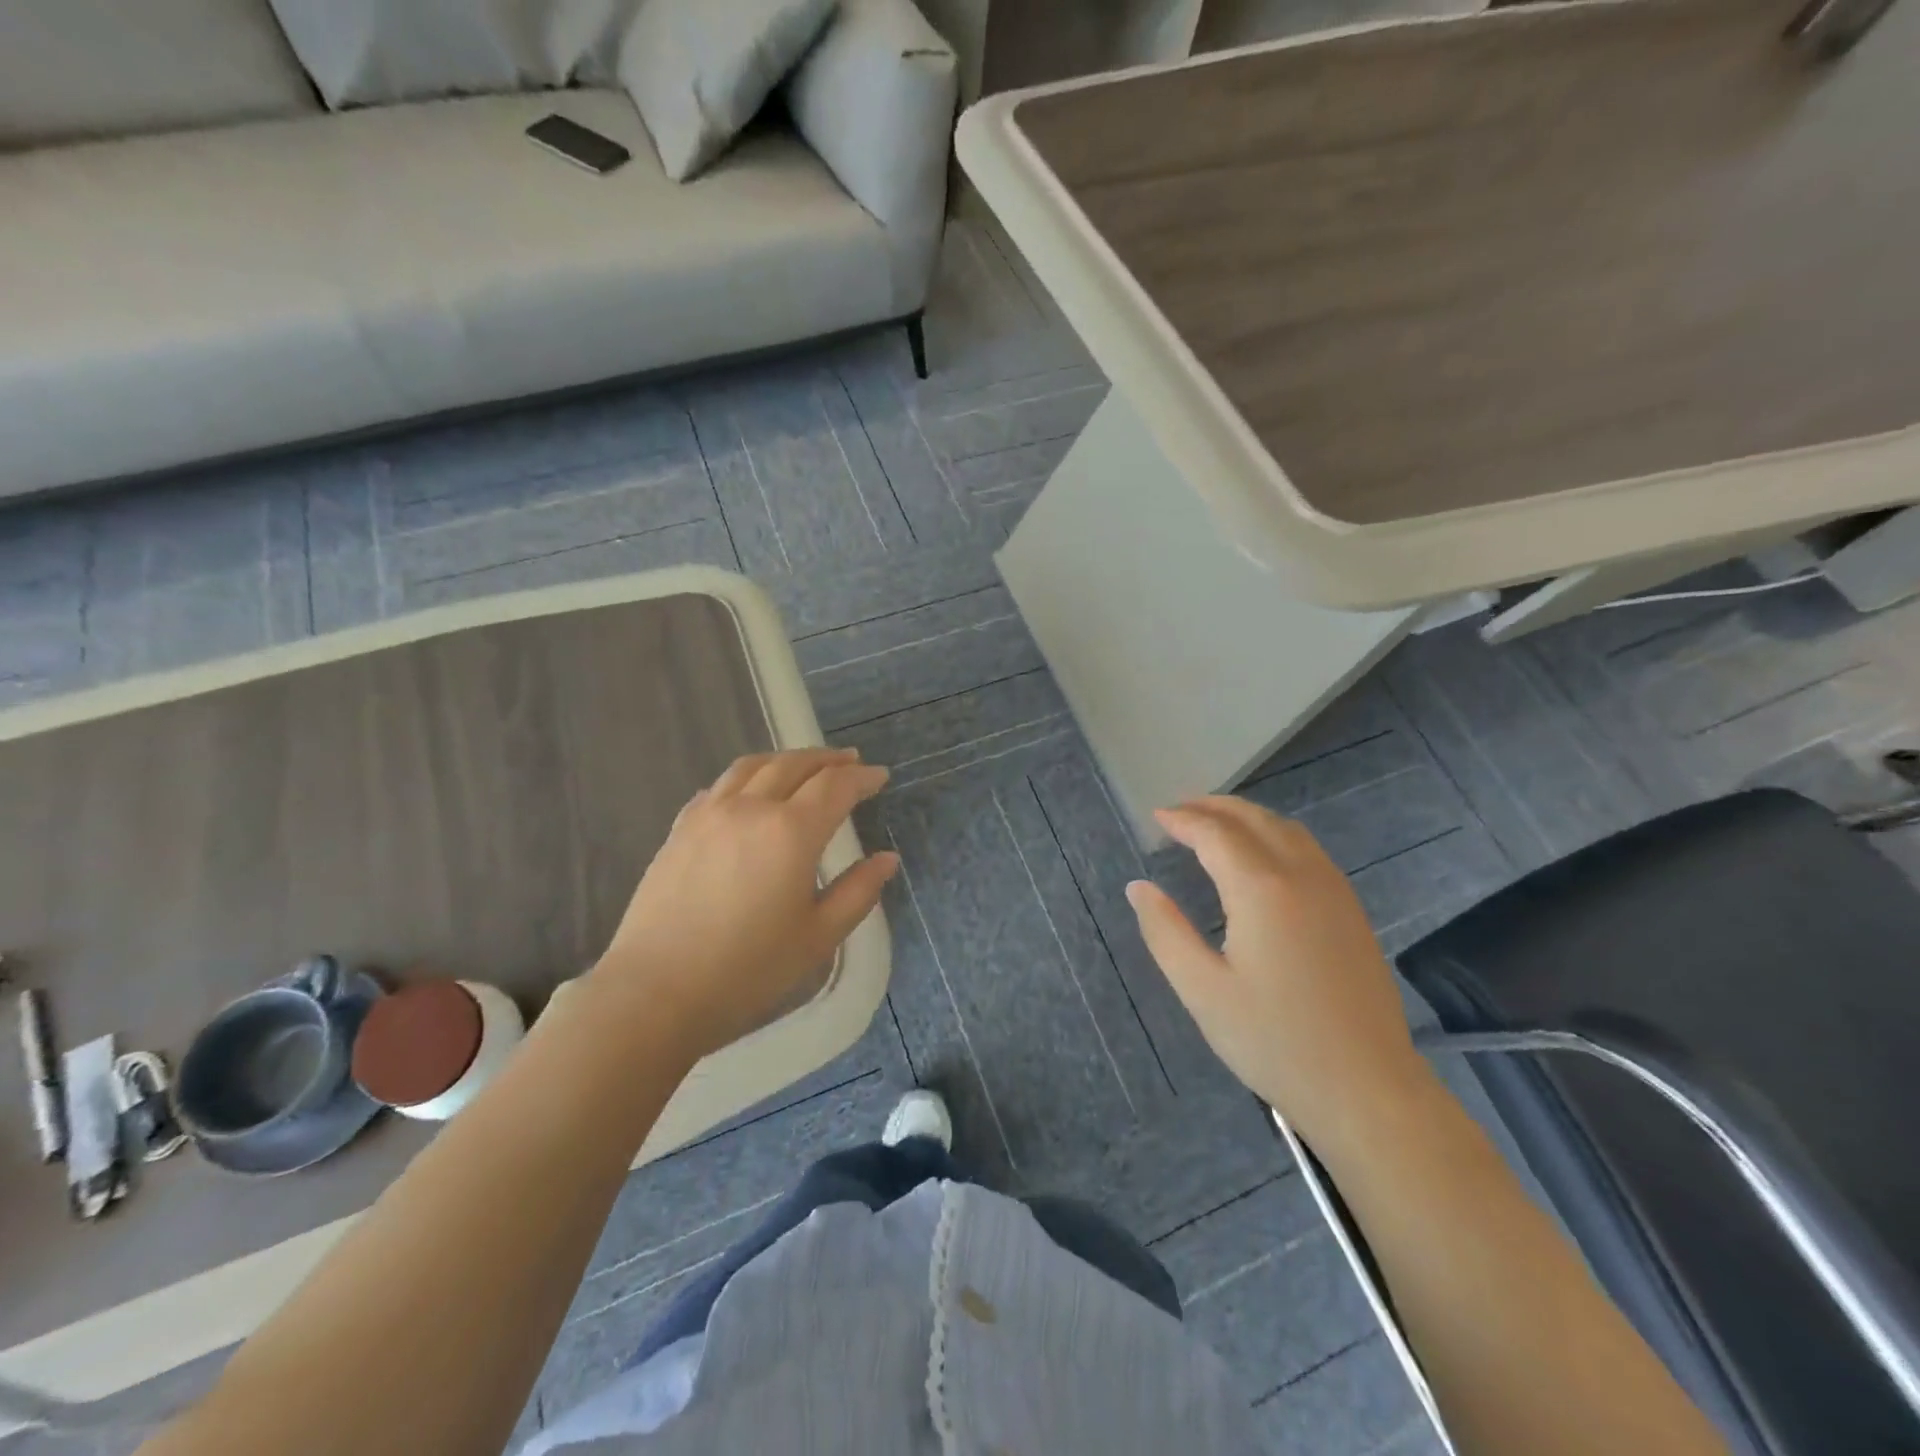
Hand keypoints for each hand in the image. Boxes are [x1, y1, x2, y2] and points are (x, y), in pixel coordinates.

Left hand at [594, 748, 897, 1059]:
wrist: (656, 992)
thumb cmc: (748, 970)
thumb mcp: (818, 937)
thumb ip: (858, 892)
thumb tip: (887, 859)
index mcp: (791, 832)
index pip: (835, 786)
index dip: (862, 777)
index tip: (880, 776)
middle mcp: (751, 808)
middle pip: (793, 765)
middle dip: (827, 759)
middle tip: (850, 760)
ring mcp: (709, 815)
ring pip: (752, 767)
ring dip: (785, 759)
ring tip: (803, 765)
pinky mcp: (679, 830)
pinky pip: (718, 788)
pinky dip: (745, 778)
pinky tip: (748, 792)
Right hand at [1125, 797, 1429, 1147]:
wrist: (1366, 1087)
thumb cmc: (1274, 1040)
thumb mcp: (1202, 990)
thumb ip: (1165, 931)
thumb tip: (1139, 887)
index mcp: (1261, 889)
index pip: (1215, 834)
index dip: (1183, 820)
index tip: (1157, 817)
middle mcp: (1302, 875)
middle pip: (1254, 819)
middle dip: (1213, 807)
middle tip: (1180, 811)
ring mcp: (1334, 891)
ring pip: (1287, 829)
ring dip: (1247, 817)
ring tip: (1215, 824)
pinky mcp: (1351, 911)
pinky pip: (1308, 850)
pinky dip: (1274, 835)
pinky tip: (1261, 857)